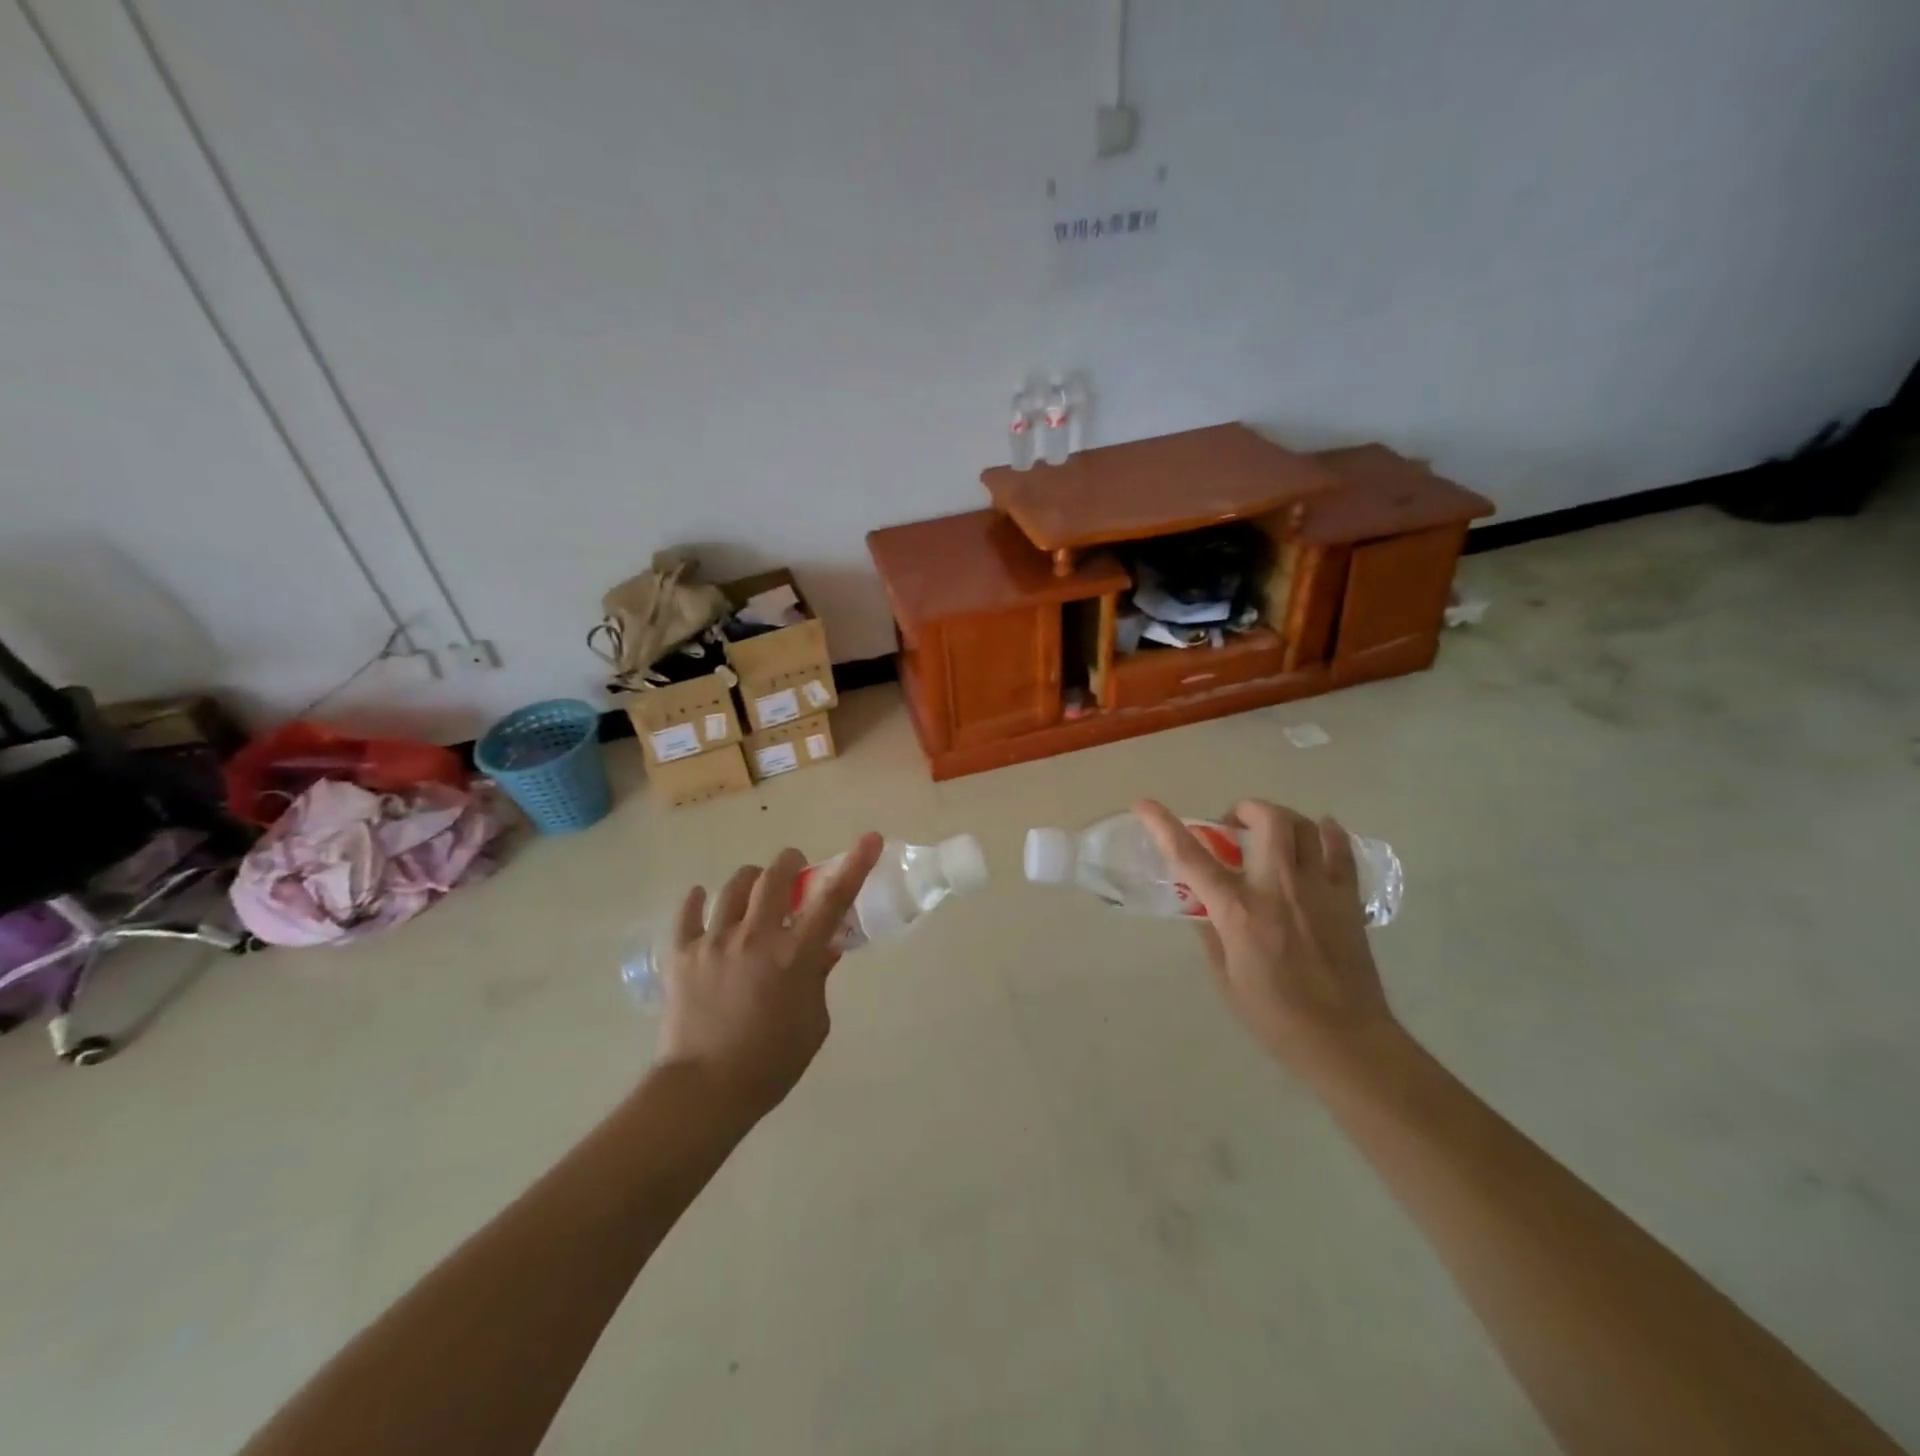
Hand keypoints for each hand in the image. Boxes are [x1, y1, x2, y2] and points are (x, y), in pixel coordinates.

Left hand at [655, 833, 884, 1122]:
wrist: (704, 1091)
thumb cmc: (771, 1062)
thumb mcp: (814, 1022)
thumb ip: (818, 978)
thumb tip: (823, 949)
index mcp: (795, 956)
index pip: (833, 899)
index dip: (855, 864)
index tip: (870, 838)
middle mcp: (756, 937)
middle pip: (774, 877)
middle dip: (789, 862)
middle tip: (794, 867)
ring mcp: (715, 942)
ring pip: (733, 887)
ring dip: (750, 879)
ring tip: (753, 887)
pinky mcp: (682, 954)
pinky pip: (688, 913)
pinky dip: (698, 900)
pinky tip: (702, 898)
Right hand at [1135, 799, 1397, 1070]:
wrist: (1344, 1041)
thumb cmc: (1275, 1017)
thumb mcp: (1226, 978)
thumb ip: (1212, 933)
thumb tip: (1203, 905)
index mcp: (1239, 911)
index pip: (1191, 858)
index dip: (1163, 826)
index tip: (1144, 803)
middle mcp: (1278, 889)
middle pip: (1266, 820)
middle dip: (1244, 809)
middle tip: (1233, 827)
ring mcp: (1319, 890)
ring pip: (1304, 826)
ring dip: (1281, 818)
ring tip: (1271, 832)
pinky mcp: (1349, 899)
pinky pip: (1341, 850)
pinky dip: (1328, 833)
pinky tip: (1320, 832)